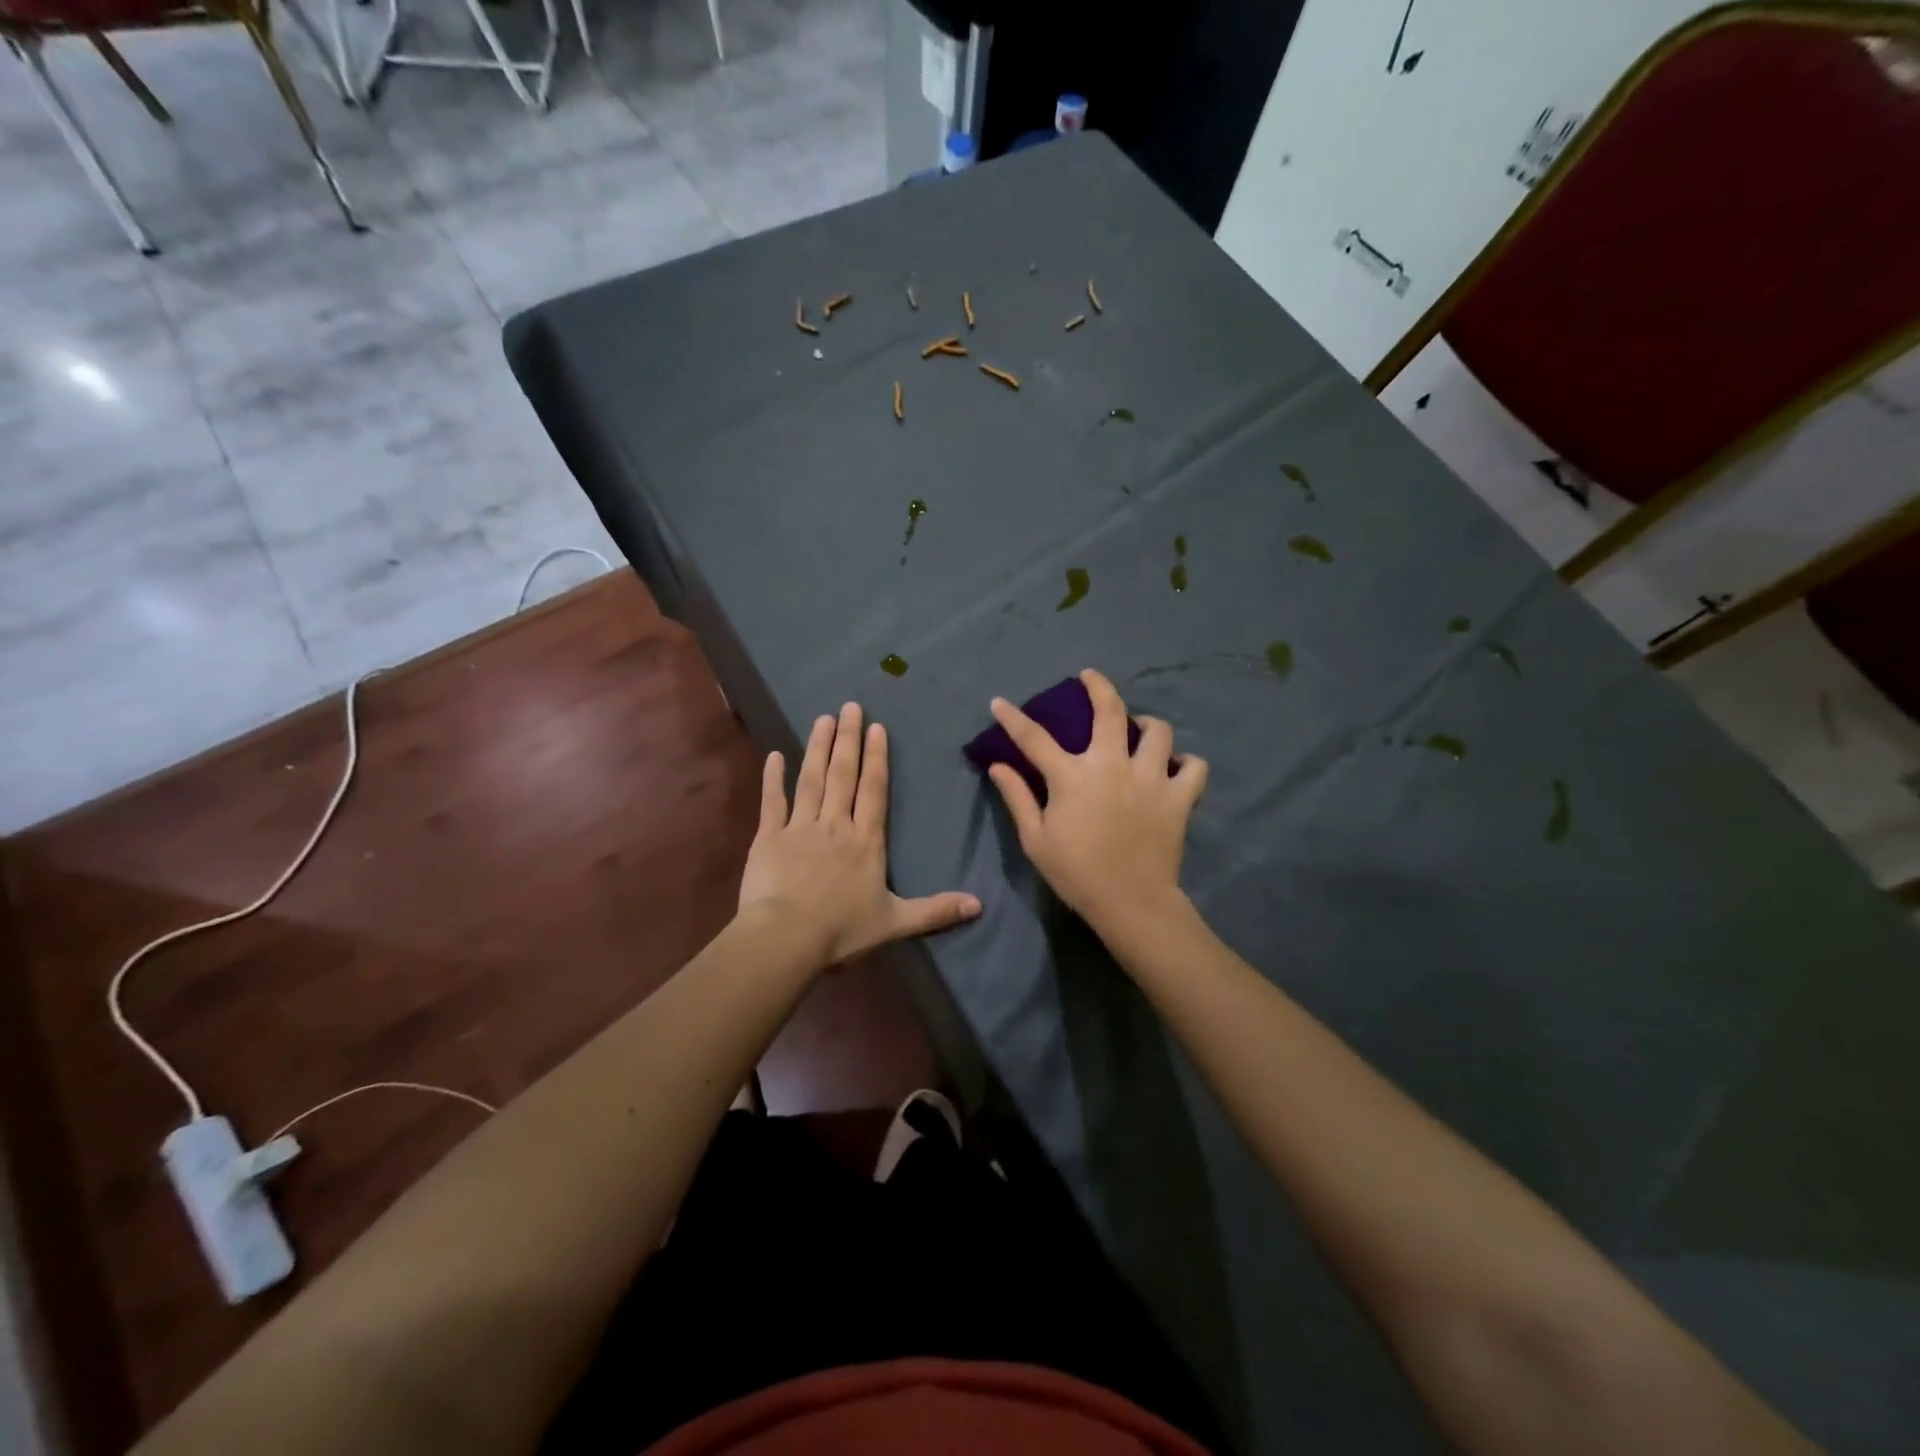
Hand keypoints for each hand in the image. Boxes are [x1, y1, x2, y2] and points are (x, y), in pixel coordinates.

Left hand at [738, 702, 980, 966]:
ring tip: (823, 718)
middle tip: (849, 706)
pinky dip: (773, 778)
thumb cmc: (842, 931)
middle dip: (848, 739)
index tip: (876, 727)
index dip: (876, 758)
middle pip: (843, 775)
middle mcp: (835, 825)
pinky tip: (774, 754)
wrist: (786, 938)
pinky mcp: (768, 837)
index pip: (874, 790)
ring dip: (817, 748)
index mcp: (866, 841)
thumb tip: (980, 905)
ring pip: (811, 779)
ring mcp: (800, 827)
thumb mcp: (895, 923)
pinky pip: (772, 802)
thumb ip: (936, 911)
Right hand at [986, 668, 1207, 932]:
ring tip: (1139, 729)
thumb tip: (998, 765)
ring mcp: (1151, 778)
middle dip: (1098, 685)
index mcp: (1072, 776)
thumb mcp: (1035, 840)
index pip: (1034, 738)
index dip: (1013, 717)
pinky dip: (1186, 762)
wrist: (1131, 903)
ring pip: (1158, 731)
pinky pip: (1194, 766)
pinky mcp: (1179, 797)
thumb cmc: (1076, 873)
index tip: (999, 702)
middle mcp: (1112, 765)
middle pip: (1109, 711)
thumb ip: (1017, 797)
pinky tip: (1175, 767)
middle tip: (1089, 677)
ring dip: (1147, 724)